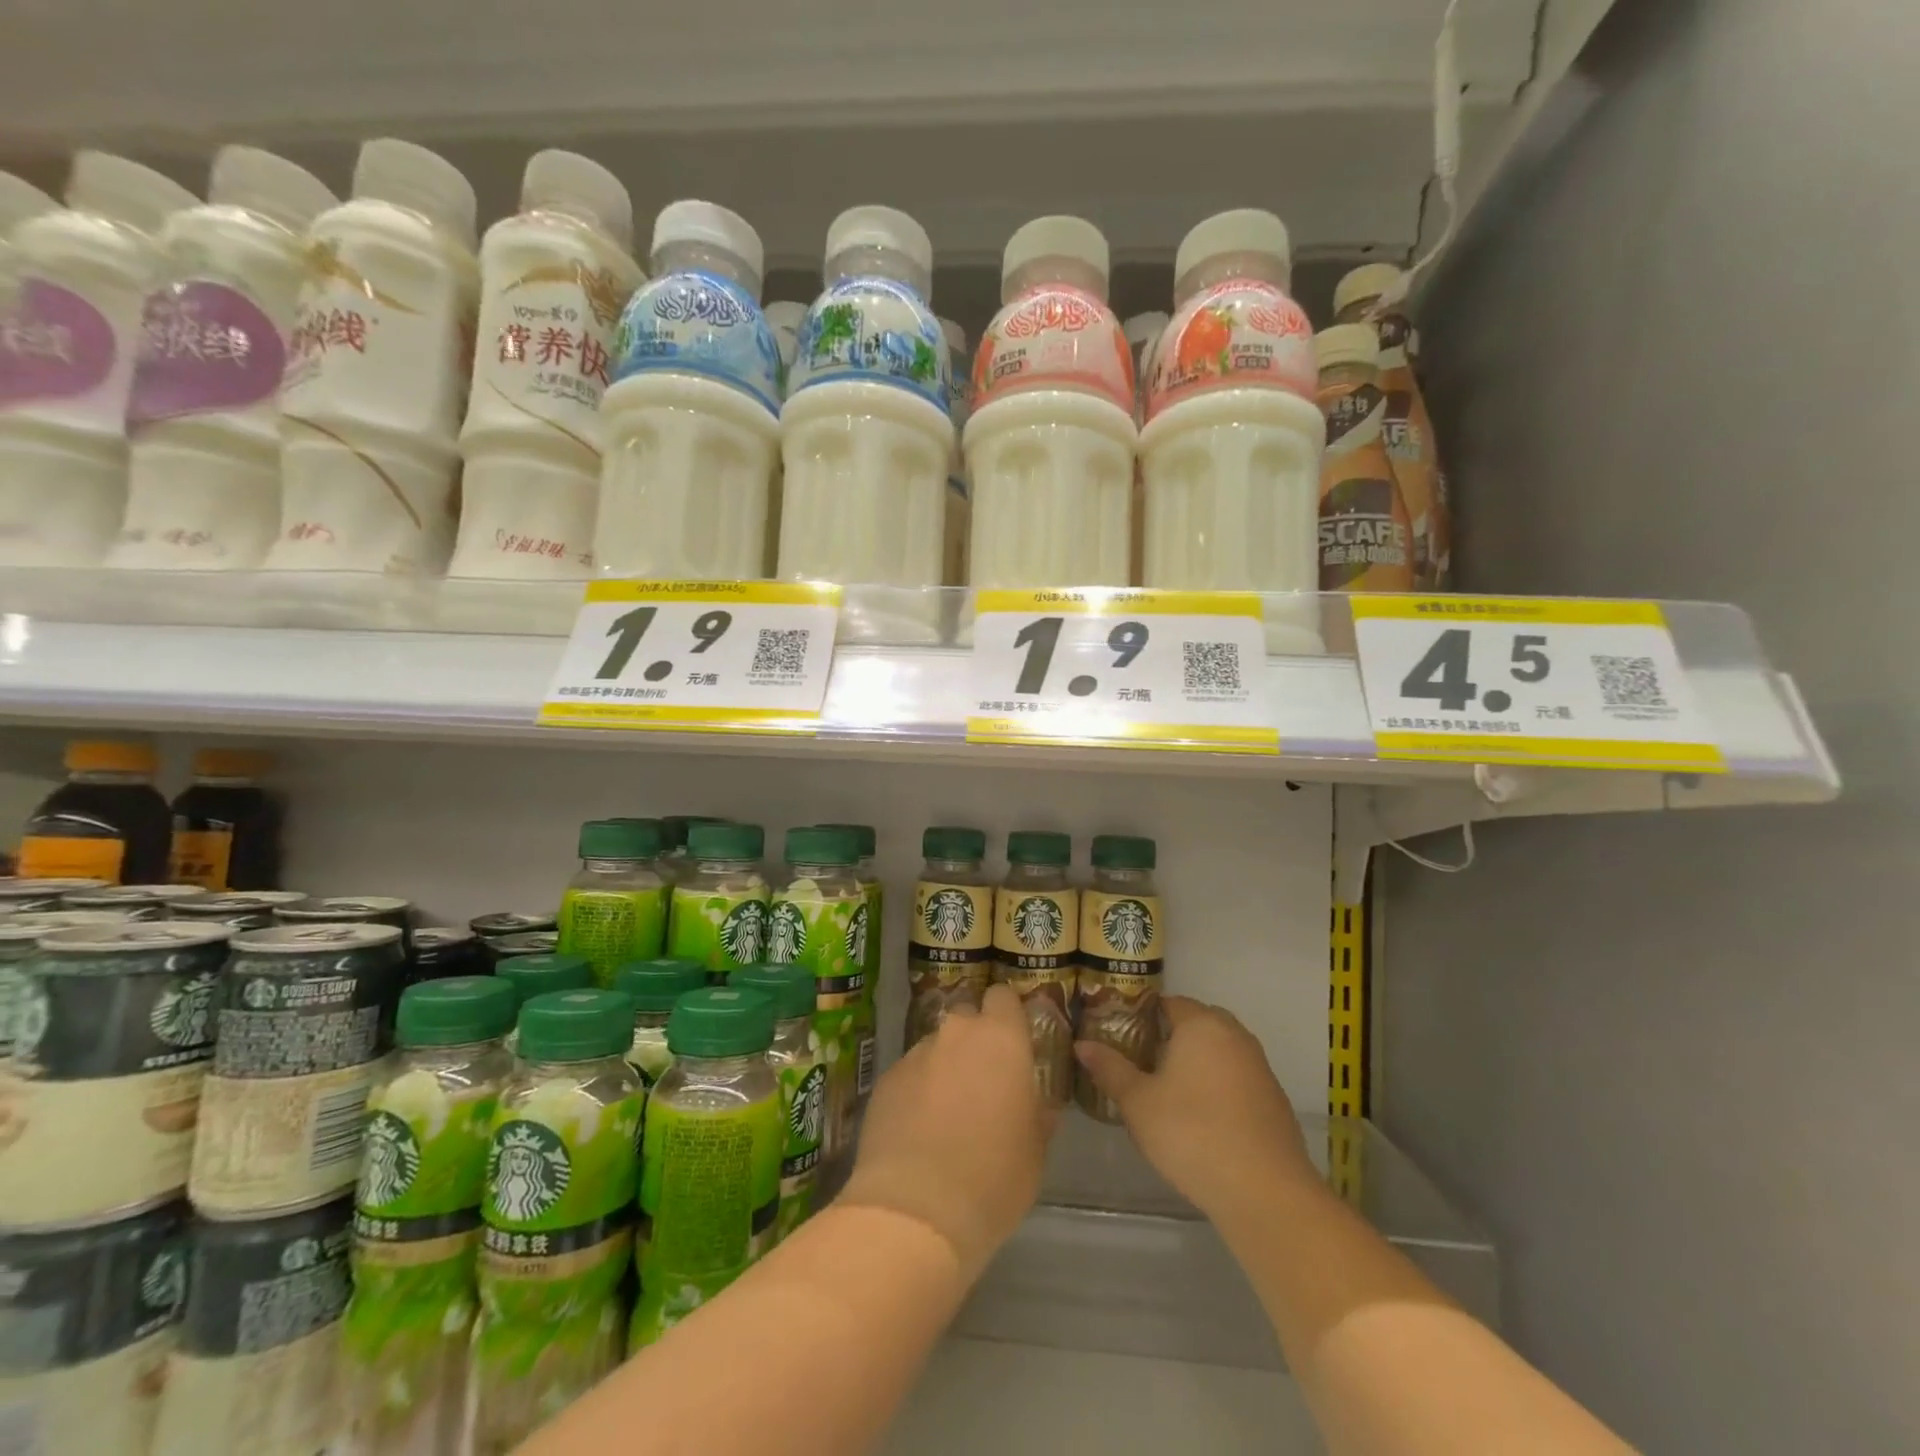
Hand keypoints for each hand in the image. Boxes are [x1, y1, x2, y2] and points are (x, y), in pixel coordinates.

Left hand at [841, 984, 1053, 1279]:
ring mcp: (915, 1054)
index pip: (1004, 996)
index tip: (1014, 1040)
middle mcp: (956, 1033)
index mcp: (1001, 1039)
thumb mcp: (1035, 1151)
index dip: (1008, 1013)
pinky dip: (916, 1091)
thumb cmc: (993, 1178)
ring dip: (945, 1067)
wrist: (914, 1211)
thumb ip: (1037, 1113)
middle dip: (975, 1040)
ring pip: (936, 1047)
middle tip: (983, 1082)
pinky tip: (917, 1131)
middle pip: (968, 1017)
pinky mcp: (885, 1080)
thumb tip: (1036, 1104)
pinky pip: (909, 1074)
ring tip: (947, 1114)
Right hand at [1075, 996, 1315, 1220]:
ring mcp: (1260, 1067)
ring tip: (1167, 1091)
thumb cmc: (1191, 1133)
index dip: (1142, 1016)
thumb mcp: (1138, 1102)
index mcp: (1201, 1024)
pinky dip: (1218, 1087)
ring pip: (1219, 1051)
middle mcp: (1235, 1035)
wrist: (1265, 1192)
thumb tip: (1081, 1044)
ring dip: (1196, 1063)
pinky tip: (1201, 1118)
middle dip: (1170, 1038)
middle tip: (1141, 1062)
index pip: (1168, 1003)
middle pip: (1197, 1023)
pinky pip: (1237, 1079)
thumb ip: (1110, 1069)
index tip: (1121, 1035)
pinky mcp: (1274, 1099)